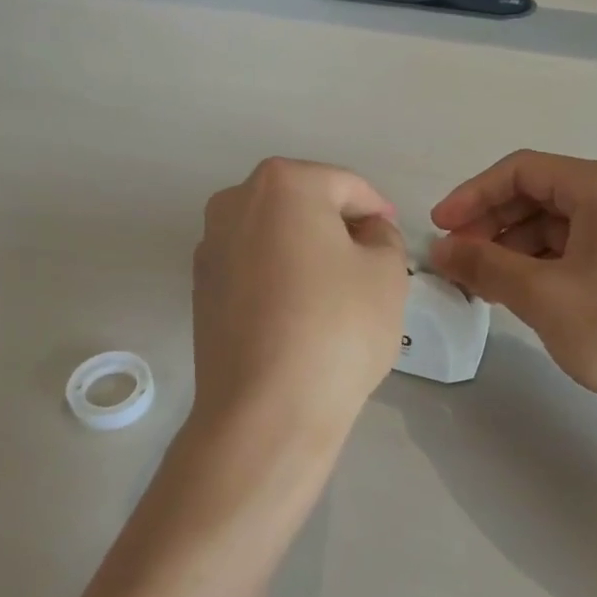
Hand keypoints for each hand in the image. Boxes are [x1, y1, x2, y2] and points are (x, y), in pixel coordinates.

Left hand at [191, 158, 409, 457]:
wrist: (265, 411)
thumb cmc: (336, 328)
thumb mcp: (386, 273)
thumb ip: (383, 237)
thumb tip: (366, 233)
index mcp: (282, 185)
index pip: (346, 186)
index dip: (378, 211)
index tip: (395, 241)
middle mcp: (234, 203)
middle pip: (304, 205)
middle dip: (339, 228)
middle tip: (371, 266)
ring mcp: (210, 247)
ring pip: (275, 237)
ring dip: (307, 253)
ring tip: (336, 294)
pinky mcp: (201, 290)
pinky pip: (253, 269)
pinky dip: (279, 279)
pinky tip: (300, 315)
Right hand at [429, 151, 596, 434]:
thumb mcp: (543, 296)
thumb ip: (484, 265)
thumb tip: (439, 249)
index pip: (521, 171)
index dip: (472, 196)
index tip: (438, 230)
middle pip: (538, 194)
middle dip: (491, 225)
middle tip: (457, 262)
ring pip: (555, 223)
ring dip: (513, 248)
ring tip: (482, 284)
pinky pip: (577, 245)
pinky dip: (541, 263)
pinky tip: (520, 292)